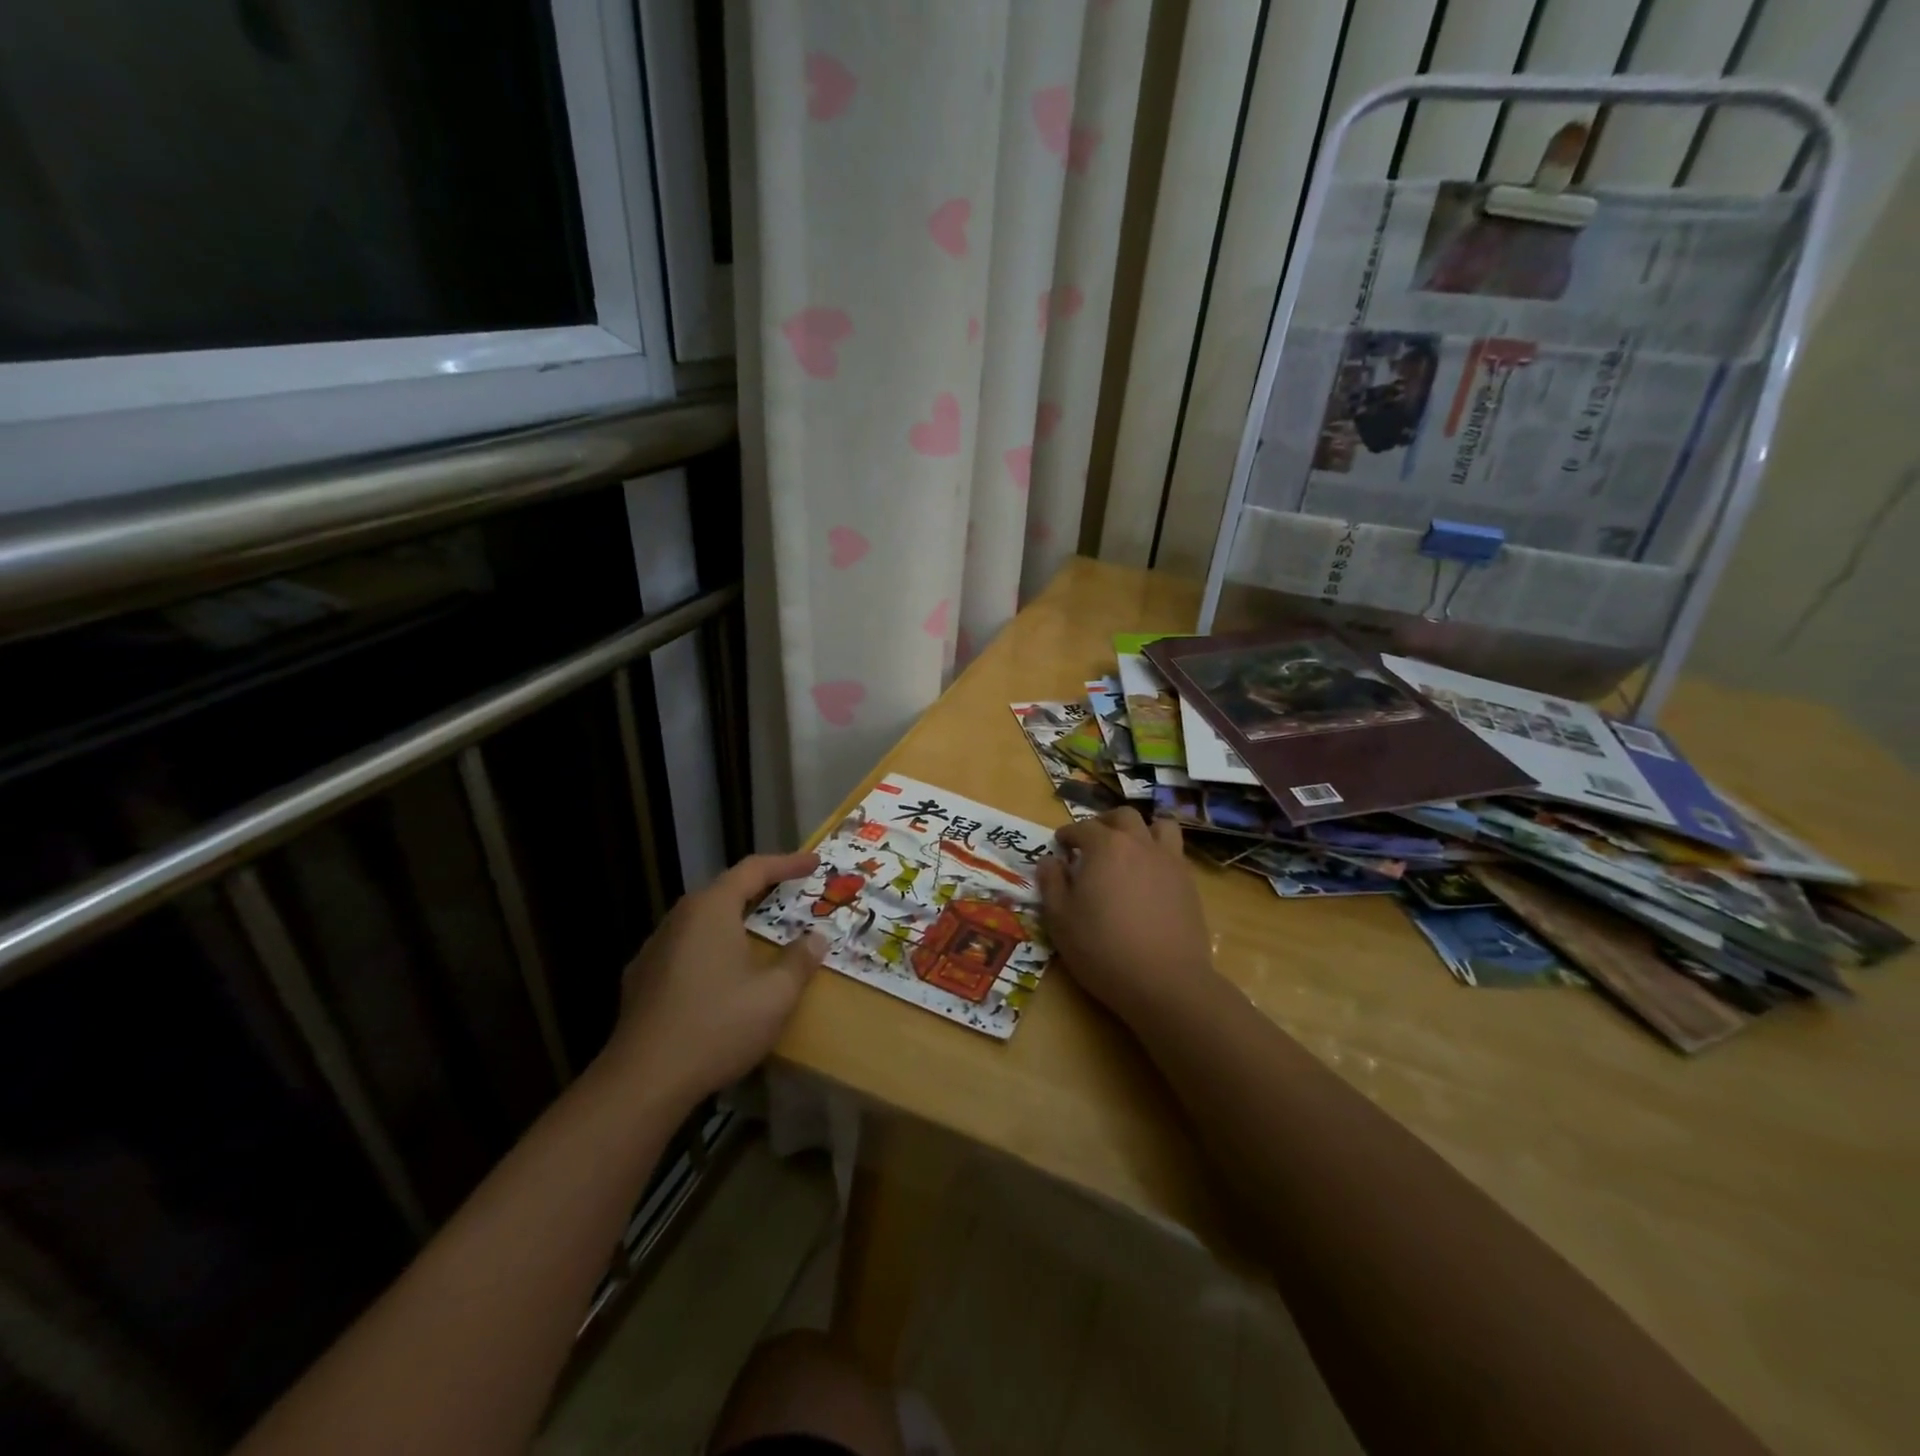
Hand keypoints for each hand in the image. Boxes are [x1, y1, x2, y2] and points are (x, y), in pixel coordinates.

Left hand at [604, 851, 826, 1105]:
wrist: (643, 1081)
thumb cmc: (717, 1026)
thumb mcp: (775, 996)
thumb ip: (799, 961)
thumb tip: (817, 938)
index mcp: (711, 910)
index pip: (753, 870)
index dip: (787, 863)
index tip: (815, 863)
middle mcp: (679, 919)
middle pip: (724, 891)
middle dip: (760, 889)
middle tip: (790, 894)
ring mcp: (654, 949)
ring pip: (702, 921)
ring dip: (734, 920)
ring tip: (759, 933)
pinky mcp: (640, 980)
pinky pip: (686, 948)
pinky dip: (712, 948)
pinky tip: (722, 973)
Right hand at [1037, 808, 1217, 1025]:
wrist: (1165, 981)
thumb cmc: (1102, 948)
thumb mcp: (1060, 919)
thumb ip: (1052, 883)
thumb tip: (1050, 861)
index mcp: (1105, 846)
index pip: (1082, 827)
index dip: (1068, 834)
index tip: (1060, 846)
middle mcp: (1139, 844)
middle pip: (1124, 816)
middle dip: (1105, 822)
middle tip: (1092, 841)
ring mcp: (1170, 861)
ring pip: (1160, 826)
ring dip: (1142, 830)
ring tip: (1130, 849)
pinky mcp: (1189, 884)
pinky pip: (1175, 853)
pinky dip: (1160, 854)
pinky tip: (1150, 877)